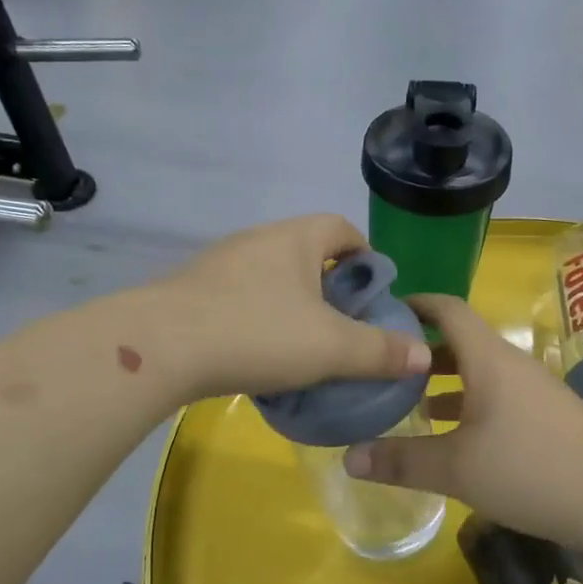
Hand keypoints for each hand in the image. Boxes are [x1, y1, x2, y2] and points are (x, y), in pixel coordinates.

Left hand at [156, 214, 431, 400]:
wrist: (159, 348)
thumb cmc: (257, 333)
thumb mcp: (330, 347)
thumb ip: (379, 351)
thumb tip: (424, 355)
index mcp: (293, 238)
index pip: (340, 227)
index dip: (364, 253)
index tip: (374, 290)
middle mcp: (255, 241)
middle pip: (304, 252)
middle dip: (329, 286)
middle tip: (343, 326)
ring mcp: (218, 266)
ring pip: (269, 278)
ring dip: (291, 305)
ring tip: (303, 347)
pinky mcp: (190, 294)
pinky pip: (238, 300)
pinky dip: (257, 320)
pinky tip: (257, 355)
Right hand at [342, 295, 582, 543]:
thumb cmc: (530, 467)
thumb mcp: (456, 468)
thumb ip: (401, 460)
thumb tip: (348, 458)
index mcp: (488, 358)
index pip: (448, 309)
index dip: (416, 303)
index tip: (383, 311)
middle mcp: (511, 365)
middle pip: (461, 342)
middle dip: (422, 351)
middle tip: (384, 368)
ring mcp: (533, 392)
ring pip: (479, 374)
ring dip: (446, 383)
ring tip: (410, 405)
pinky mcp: (547, 419)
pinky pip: (497, 398)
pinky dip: (469, 406)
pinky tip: (455, 438)